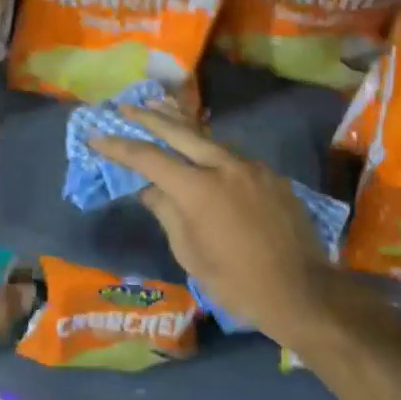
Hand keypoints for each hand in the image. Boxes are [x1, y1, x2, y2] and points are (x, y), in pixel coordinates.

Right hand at [90, 106, 339, 346]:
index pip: (149, 158)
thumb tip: (149, 188)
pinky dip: (212, 152)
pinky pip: (233, 157)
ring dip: (183, 129)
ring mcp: (251, 167)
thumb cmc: (237, 283)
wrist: (303, 292)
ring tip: (162, 117)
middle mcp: (224, 166)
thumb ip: (167, 213)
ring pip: (209, 140)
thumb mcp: (190, 254)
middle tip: (126, 107)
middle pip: (179, 131)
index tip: (97, 136)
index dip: (119, 146)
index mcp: (198, 189)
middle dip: (149, 117)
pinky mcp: (271, 176)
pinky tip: (205, 158)